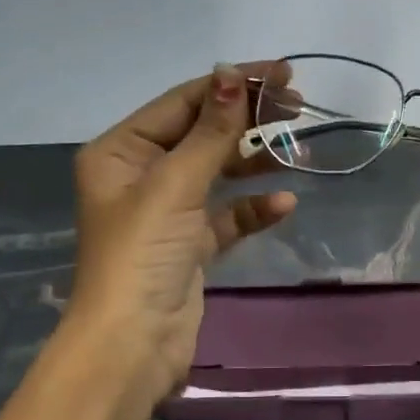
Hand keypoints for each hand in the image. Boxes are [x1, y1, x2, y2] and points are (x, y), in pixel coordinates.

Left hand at [68, 62, 297, 400]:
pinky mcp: (189, 245)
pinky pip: (226, 215)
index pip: (183, 102)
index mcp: (121, 152)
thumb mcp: (175, 184)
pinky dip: (252, 208)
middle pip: (202, 133)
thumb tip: (231, 73)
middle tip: (298, 107)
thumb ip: (210, 131)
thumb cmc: (143, 254)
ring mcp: (166, 211)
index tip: (282, 74)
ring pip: (217, 172)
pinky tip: (282, 204)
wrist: (132, 346)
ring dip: (254, 161)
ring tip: (297, 148)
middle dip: (248, 120)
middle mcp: (140, 175)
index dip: (232, 85)